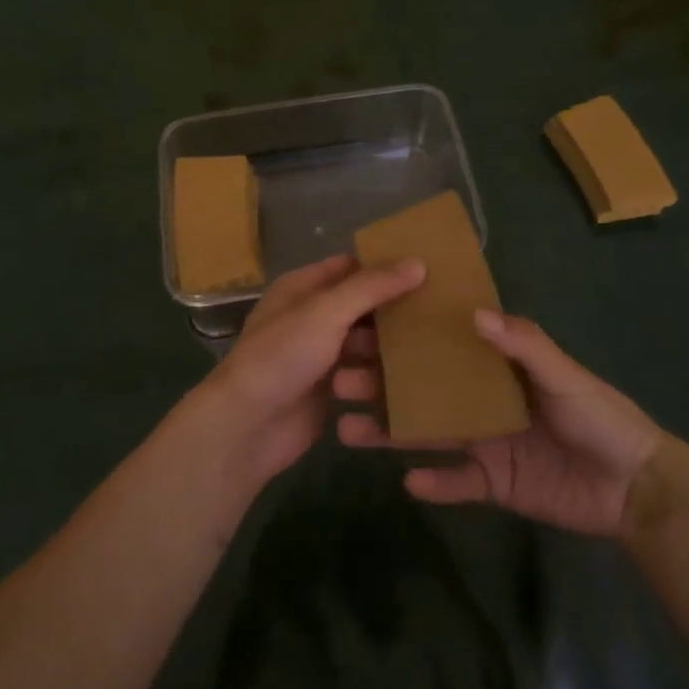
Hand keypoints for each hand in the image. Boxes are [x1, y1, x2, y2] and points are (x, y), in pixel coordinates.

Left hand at [188, 253, 424, 490]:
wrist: (247, 426)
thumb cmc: (282, 356)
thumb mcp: (326, 311)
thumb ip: (371, 287)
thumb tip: (418, 262)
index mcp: (302, 288)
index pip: (350, 267)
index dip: (384, 265)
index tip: (427, 268)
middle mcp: (311, 318)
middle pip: (361, 307)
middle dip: (394, 310)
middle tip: (441, 310)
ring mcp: (320, 356)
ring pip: (365, 344)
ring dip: (390, 348)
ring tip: (433, 347)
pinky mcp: (329, 391)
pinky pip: (363, 377)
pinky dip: (382, 378)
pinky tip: (417, 378)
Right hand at [339, 310, 662, 537]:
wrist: (635, 489)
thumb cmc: (601, 418)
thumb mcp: (565, 375)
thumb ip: (524, 344)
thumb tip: (472, 312)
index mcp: (496, 368)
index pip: (442, 346)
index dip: (406, 337)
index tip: (365, 326)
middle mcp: (480, 400)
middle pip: (422, 390)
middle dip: (382, 384)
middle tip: (339, 380)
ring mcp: (483, 443)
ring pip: (427, 434)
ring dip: (390, 432)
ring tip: (347, 429)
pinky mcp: (492, 484)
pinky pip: (455, 483)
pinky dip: (434, 484)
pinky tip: (407, 481)